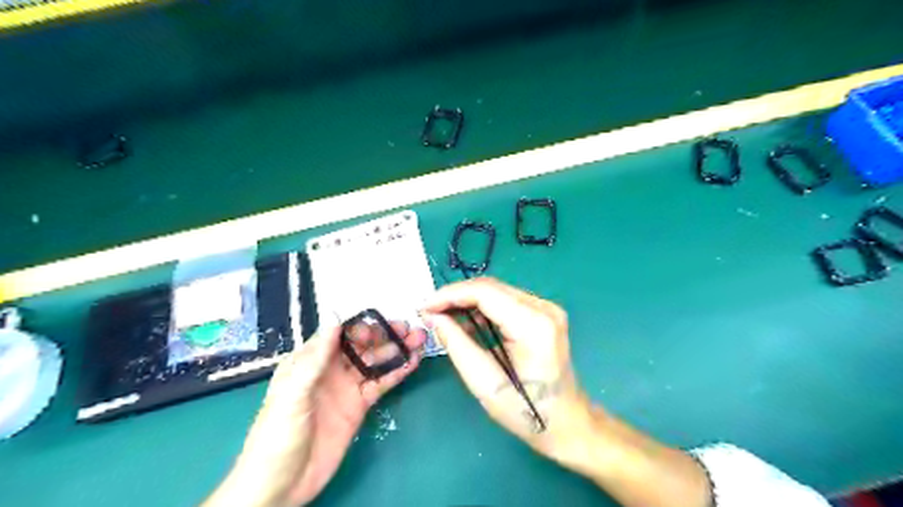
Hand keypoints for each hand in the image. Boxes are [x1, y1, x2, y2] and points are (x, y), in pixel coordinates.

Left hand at [206, 319, 426, 505]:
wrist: (281, 485)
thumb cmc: (276, 436)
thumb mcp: (292, 394)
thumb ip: (315, 358)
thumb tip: (334, 319)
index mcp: (309, 361)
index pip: (338, 334)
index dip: (361, 327)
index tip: (380, 326)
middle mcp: (330, 369)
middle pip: (361, 346)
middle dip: (384, 335)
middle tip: (408, 329)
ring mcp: (346, 387)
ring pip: (374, 362)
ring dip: (396, 350)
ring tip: (418, 340)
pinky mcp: (359, 406)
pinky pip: (380, 384)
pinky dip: (397, 372)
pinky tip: (412, 362)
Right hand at [423, 277, 594, 462]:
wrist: (567, 422)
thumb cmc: (526, 411)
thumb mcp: (483, 381)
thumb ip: (456, 343)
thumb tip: (432, 316)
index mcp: (534, 324)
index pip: (485, 292)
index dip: (450, 295)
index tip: (424, 307)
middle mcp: (544, 307)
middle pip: (491, 287)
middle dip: (456, 297)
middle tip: (429, 312)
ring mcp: (547, 308)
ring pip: (497, 292)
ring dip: (468, 302)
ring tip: (443, 318)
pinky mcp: (544, 314)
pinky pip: (506, 301)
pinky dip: (483, 309)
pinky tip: (467, 323)